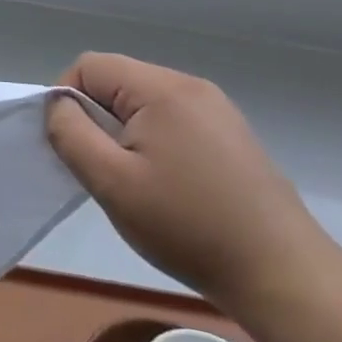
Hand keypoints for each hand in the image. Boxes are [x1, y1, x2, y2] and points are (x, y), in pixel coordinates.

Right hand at [47, 53, 334, 311]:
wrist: (282, 275)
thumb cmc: (186, 225)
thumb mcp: (110, 181)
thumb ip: (70, 133)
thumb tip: (59, 105)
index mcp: (163, 89)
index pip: (89, 66)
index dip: (68, 99)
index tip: (75, 146)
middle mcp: (192, 86)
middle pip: (117, 80)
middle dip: (97, 118)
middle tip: (105, 169)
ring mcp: (217, 110)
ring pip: (143, 102)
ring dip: (124, 132)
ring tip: (135, 181)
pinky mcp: (231, 135)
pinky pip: (172, 120)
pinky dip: (153, 142)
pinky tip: (168, 184)